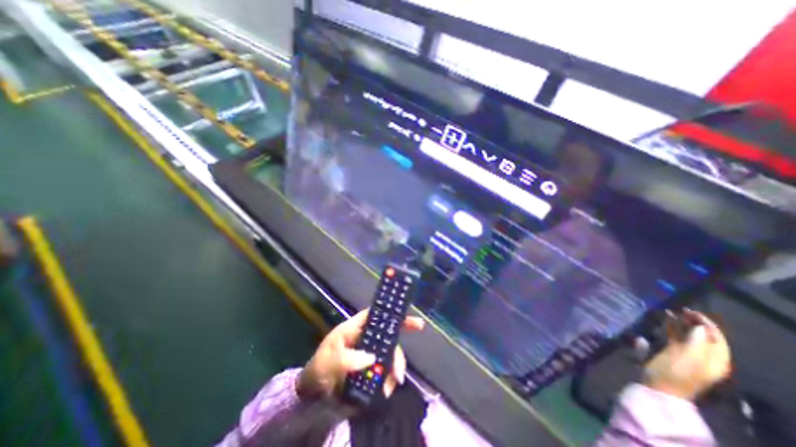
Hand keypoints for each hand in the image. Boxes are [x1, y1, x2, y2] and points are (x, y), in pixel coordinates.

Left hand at [296, 308, 422, 398]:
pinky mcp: (373, 370)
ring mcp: (371, 354)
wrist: (313, 396)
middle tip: (408, 353)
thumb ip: (346, 358)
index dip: (392, 314)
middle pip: (388, 335)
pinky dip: (390, 381)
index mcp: (355, 328)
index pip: (376, 315)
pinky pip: (387, 372)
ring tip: (393, 383)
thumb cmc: (319, 369)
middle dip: (399, 346)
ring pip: (390, 355)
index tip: (411, 320)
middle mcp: (366, 338)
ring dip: (395, 368)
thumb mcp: (327, 361)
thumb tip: (371, 358)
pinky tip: (385, 391)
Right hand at [642, 310, 729, 400]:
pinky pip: (676, 338)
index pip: (717, 338)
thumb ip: (696, 342)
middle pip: (703, 336)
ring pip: (689, 335)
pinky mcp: (673, 353)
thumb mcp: (687, 358)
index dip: (707, 324)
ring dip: (682, 324)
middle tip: (681, 309)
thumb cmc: (674, 372)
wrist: (660, 388)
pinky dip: (672, 328)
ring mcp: (688, 355)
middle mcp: (705, 357)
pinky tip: (664, 321)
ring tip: (671, 312)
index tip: (692, 311)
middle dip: (694, 322)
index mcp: (714, 360)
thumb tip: (698, 326)